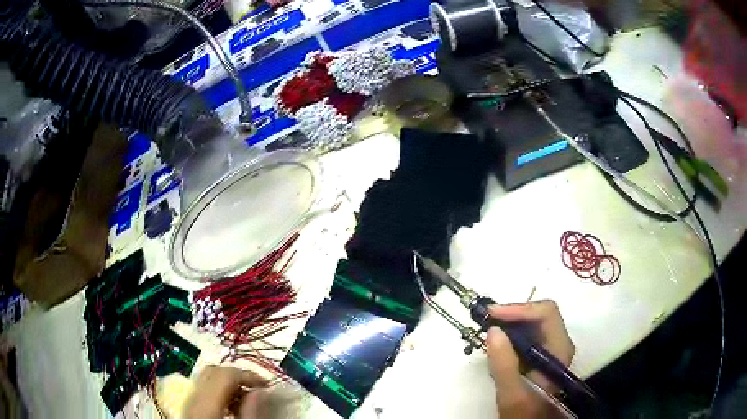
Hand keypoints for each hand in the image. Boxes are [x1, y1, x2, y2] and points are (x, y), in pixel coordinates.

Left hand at [184, 366, 268, 418]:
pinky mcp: (188, 409)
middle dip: (236, 377)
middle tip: (257, 390)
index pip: (224, 375)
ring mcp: (188, 403)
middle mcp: (192, 398)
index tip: (267, 385)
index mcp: (205, 405)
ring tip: (247, 400)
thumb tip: (260, 391)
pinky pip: (202, 392)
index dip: (247, 375)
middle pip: (212, 372)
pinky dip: (219, 393)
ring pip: (206, 380)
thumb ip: (251, 412)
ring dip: (228, 385)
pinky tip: (231, 408)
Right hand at [485, 300, 574, 418]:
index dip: (519, 309)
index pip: (546, 314)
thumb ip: (503, 364)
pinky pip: (527, 332)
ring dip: (510, 321)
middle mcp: (559, 342)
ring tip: (488, 327)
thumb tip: (493, 330)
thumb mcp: (512, 394)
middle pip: (540, 313)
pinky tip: (497, 340)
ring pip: (533, 321)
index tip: (492, 315)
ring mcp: (551, 347)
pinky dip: (510, 331)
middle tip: (486, 319)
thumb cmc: (525, 413)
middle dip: (512, 314)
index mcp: (559, 349)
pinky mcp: (541, 352)